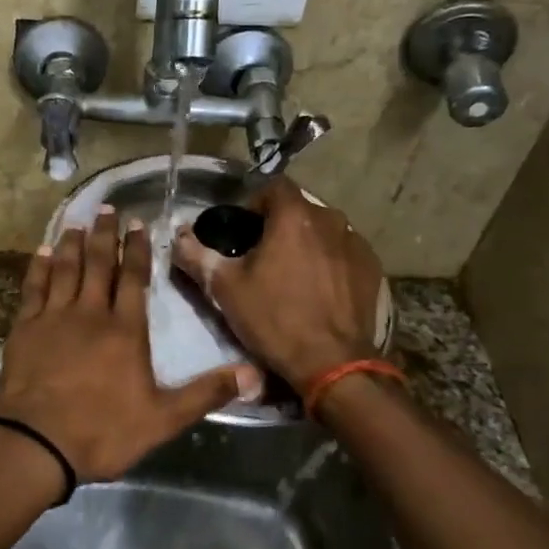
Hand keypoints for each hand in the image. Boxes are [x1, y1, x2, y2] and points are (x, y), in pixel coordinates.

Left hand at [0, 208, 262, 481]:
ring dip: (73, 244)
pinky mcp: (25, 328)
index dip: (138, 250)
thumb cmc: (102, 431)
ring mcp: (54, 318)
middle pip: (99, 265)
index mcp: (125, 331)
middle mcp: (90, 314)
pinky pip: (33, 288)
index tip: (138, 224)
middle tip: (107, 208)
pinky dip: (39, 267)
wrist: (36, 442)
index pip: (135, 280)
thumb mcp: (163, 419)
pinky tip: (41, 252)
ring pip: (66, 269)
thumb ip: (206, 393)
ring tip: (78, 222)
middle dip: (106, 235)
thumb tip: (254, 374)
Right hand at [172, 179, 384, 393]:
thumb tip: (177, 235)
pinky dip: (329, 262)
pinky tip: (318, 290)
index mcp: (294, 217)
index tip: (242, 230)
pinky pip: (344, 253)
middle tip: (262, 256)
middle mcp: (330, 220)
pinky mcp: (371, 269)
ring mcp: (356, 244)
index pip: (274, 186)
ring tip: (291, 274)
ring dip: (306, 243)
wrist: (332, 363)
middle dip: (280, 225)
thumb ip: (196, 254)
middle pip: (299, 209)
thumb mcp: (224, 288)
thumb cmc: (274, 319)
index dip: (255, 202)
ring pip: (323, 231)